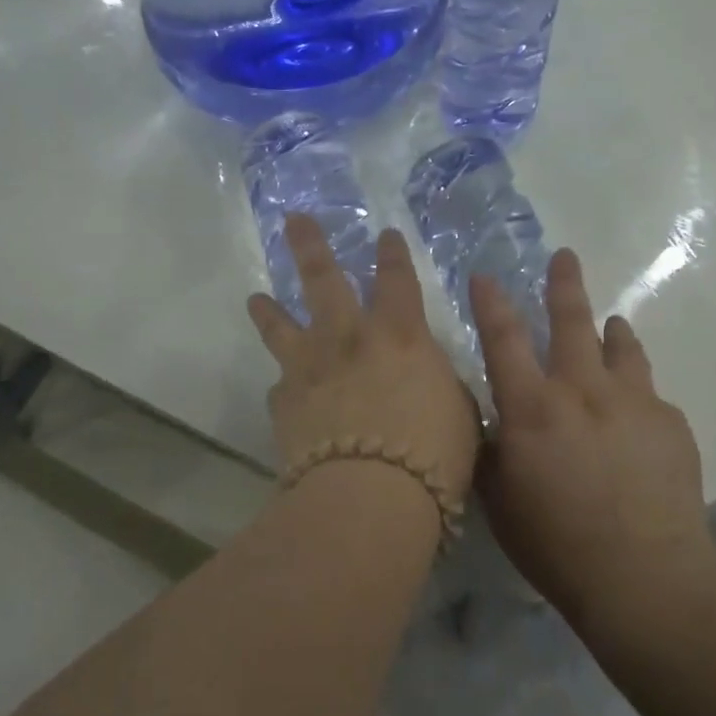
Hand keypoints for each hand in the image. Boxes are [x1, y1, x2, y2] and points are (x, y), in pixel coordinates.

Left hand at [248, 214, 479, 510]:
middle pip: (323, 279)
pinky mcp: (284, 404)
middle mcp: (349, 338)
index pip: (396, 280)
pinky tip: (284, 393)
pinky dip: (285, 386)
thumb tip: (425, 380)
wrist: (370, 496)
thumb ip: (438, 384)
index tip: (384, 235)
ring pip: (281, 327)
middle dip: (309, 245)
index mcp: (399, 335)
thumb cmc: (432, 453)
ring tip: (256, 298)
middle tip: (293, 220)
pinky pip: (280, 387)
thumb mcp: (459, 412)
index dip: (392, 255)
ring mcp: (309, 368)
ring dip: (269, 310)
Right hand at [470, 249, 712, 615]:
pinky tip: (637, 416)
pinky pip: (650, 394)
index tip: (485, 275)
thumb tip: (489, 419)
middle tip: (565, 256)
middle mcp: (582, 390)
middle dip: (564, 284)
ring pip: (622, 346)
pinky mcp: (671, 423)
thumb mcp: (500, 501)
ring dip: (612, 331)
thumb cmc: (557, 545)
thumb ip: (490, 450)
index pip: (503, 339)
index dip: (491, 303)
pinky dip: (638, 392)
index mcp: (532, 408)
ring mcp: (633, 402)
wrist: (646, 578)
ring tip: (613, 323)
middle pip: (572, 321)